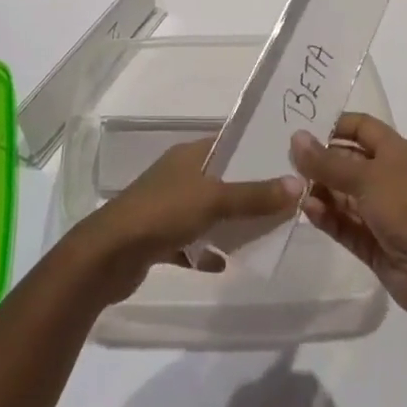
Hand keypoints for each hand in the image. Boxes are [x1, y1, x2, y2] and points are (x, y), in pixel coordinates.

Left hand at [71, 138, 300, 303]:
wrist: (109, 256)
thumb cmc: (163, 213)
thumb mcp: (214, 200)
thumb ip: (254, 195)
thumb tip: (298, 183)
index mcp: (189, 155)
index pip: (228, 143)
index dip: (255, 148)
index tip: (287, 158)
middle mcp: (178, 176)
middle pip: (221, 178)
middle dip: (249, 189)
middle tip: (284, 200)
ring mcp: (167, 207)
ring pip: (207, 211)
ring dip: (230, 222)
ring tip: (264, 233)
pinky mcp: (158, 239)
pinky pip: (191, 242)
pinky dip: (206, 251)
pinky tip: (223, 263)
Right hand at [290, 114, 406, 324]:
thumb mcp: (366, 178)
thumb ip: (327, 162)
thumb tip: (296, 137)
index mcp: (395, 153)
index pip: (361, 127)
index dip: (334, 125)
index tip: (302, 131)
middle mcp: (389, 178)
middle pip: (348, 162)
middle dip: (320, 162)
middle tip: (287, 163)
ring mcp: (382, 213)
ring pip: (344, 195)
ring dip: (321, 191)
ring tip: (293, 190)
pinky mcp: (375, 244)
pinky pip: (345, 225)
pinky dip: (327, 218)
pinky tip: (308, 212)